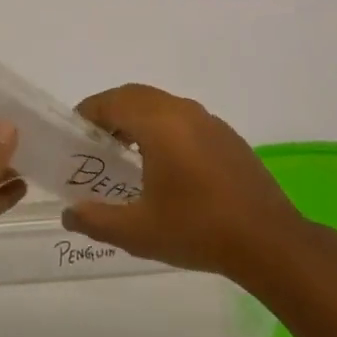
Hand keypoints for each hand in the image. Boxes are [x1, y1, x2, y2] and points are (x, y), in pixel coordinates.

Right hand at [62, 83, 312, 282]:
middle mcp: (183, 112)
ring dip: (138, 118)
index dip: (88, 112)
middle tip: (93, 142)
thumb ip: (96, 220)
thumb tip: (68, 214)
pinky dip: (164, 127)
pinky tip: (164, 164)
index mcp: (159, 124)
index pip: (112, 102)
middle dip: (111, 111)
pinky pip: (184, 118)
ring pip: (162, 105)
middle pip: (136, 96)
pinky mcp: (227, 136)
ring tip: (124, 153)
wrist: (268, 240)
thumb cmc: (197, 230)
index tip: (73, 132)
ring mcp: (210, 121)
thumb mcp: (138, 232)